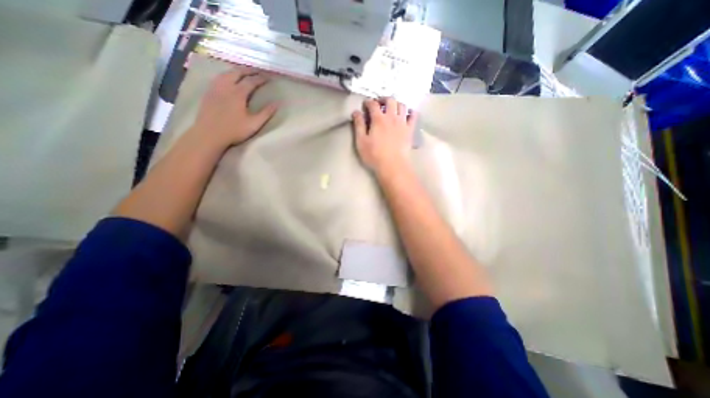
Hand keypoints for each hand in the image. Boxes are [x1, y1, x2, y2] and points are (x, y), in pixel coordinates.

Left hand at [190, 67, 277, 148]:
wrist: (209, 134)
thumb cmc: (234, 130)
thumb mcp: (254, 124)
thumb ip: (266, 113)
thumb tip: (277, 103)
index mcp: (238, 93)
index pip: (251, 81)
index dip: (260, 78)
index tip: (268, 78)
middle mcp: (226, 86)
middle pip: (237, 72)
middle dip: (248, 70)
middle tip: (257, 71)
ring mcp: (215, 88)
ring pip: (226, 73)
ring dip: (237, 71)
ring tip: (244, 72)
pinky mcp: (208, 92)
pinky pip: (218, 77)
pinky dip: (226, 74)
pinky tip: (228, 79)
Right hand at [351, 97, 417, 173]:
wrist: (393, 166)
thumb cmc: (374, 155)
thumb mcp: (361, 141)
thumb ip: (358, 125)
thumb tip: (356, 112)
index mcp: (378, 119)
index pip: (373, 104)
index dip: (368, 102)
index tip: (365, 104)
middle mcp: (392, 117)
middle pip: (390, 100)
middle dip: (384, 99)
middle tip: (379, 103)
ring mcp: (403, 123)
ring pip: (402, 106)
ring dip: (397, 104)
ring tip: (392, 108)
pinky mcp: (410, 130)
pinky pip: (414, 116)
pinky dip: (411, 112)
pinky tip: (407, 114)